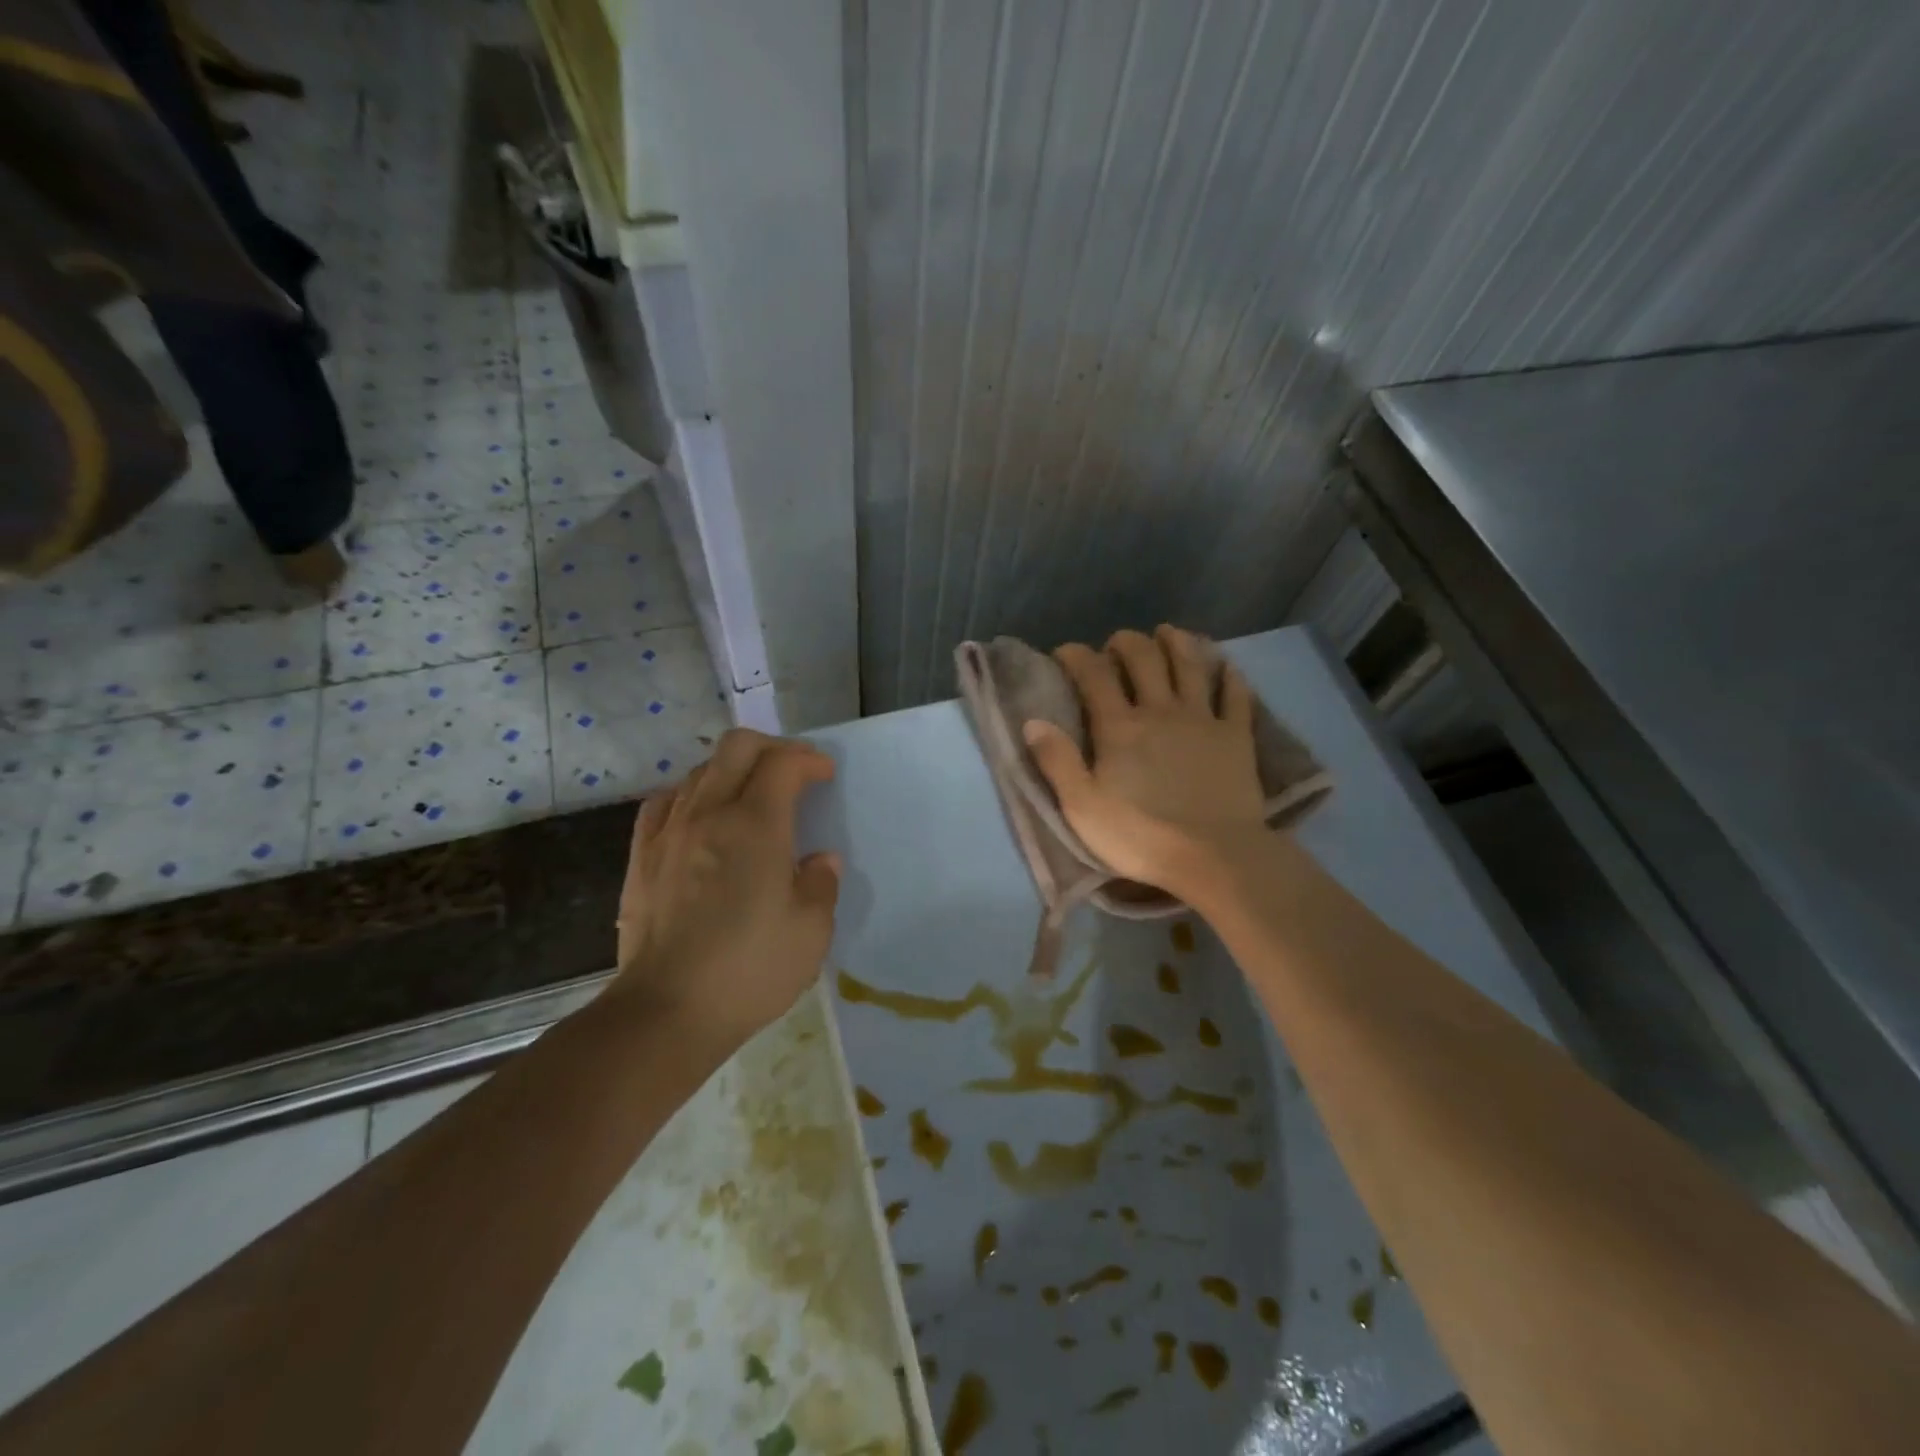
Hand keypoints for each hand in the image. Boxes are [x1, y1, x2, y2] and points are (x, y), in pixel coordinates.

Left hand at [611, 729, 840, 1057]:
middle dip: (772, 747)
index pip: (783, 763)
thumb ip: (821, 884)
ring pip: (700, 771)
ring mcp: (669, 832)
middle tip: (793, 772)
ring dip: (733, 770)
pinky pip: (664, 803)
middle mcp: (709, 813)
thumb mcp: (811, 930)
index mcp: (756, 825)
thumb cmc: (750, 968)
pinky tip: (699, 817)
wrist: (668, 1010)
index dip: (809, 759)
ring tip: (751, 796)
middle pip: (737, 747)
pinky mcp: (641, 857)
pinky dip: (690, 795)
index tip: (825, 776)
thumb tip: (818, 860)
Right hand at [1025, 626, 1266, 897]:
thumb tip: (1033, 721)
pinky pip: (1235, 696)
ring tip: (1167, 632)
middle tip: (1116, 643)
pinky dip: (1230, 677)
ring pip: (1190, 666)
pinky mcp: (1236, 737)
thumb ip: (1056, 761)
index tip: (1065, 652)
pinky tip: (1226, 666)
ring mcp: (1202, 720)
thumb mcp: (1082, 807)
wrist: (1215, 857)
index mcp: (1119, 727)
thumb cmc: (1140, 836)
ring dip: (1177, 643)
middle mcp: (1160, 710)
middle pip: (1144, 659)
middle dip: (1126, 642)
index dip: (1077, 656)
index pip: (1094, 675)